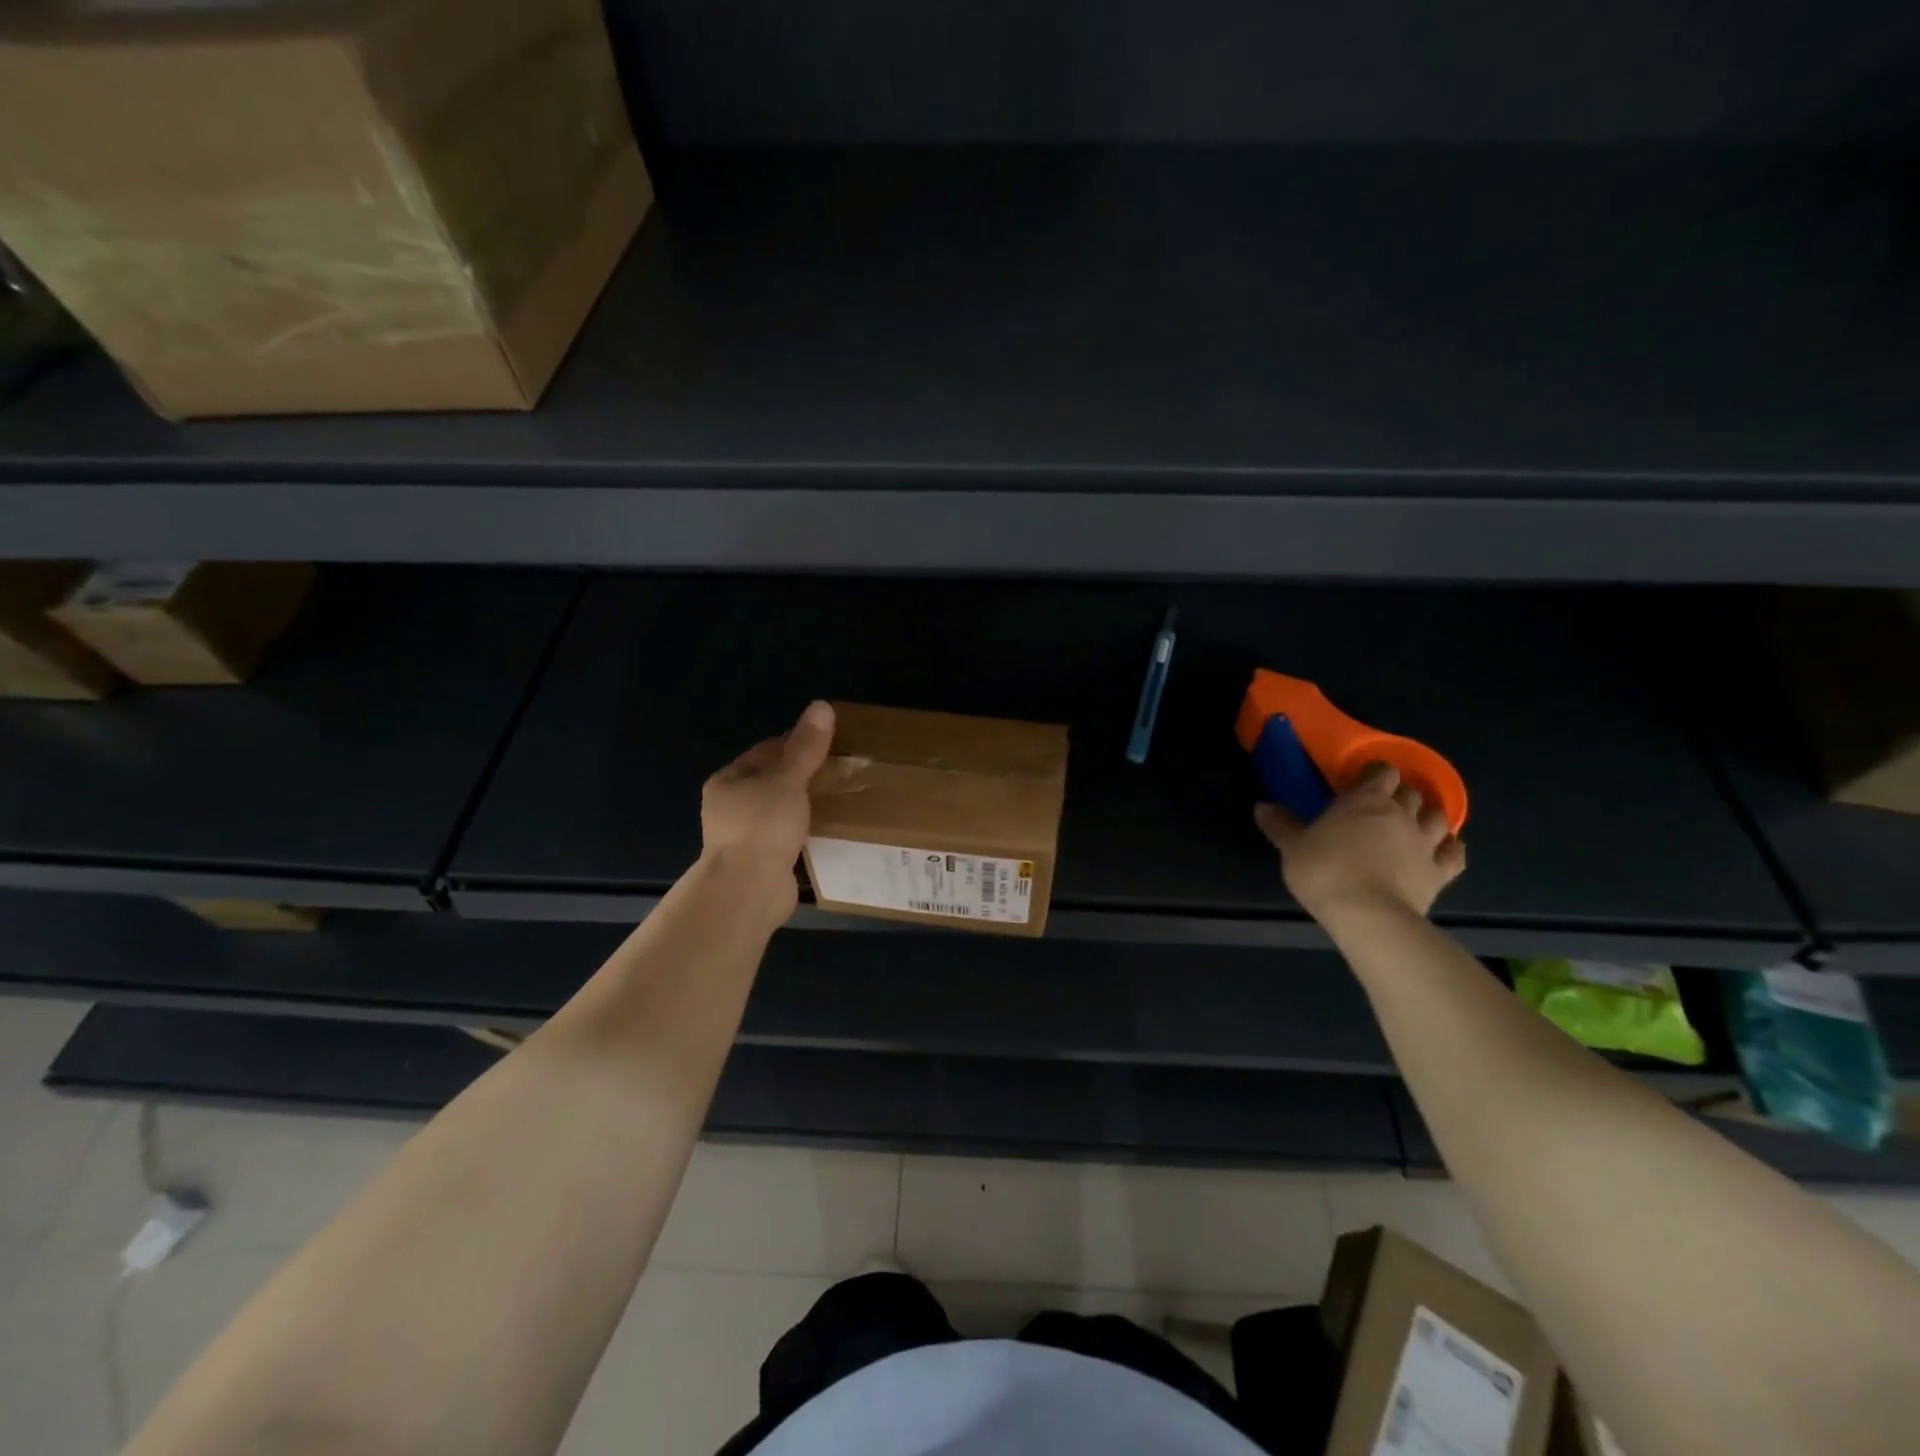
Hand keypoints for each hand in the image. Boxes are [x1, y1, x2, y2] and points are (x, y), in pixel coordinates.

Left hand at [700, 701, 836, 909]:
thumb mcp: (787, 781)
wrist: (748, 891)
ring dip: (804, 807)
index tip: (828, 744)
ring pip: (780, 812)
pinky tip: (829, 832)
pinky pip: (787, 839)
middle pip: (772, 782)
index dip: (795, 744)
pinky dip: (805, 834)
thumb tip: (821, 705)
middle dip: (803, 777)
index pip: (765, 751)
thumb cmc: (762, 827)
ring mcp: (744, 838)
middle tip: (839, 771)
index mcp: (728, 781)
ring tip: (839, 800)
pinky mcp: (761, 863)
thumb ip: (806, 747)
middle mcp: (730, 808)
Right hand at [1254, 762, 1465, 921]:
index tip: (1360, 782)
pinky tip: (1440, 850)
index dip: (1375, 774)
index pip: (1382, 771)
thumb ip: (1280, 825)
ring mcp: (1425, 842)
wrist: (1367, 916)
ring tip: (1413, 825)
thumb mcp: (1292, 847)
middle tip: (1381, 807)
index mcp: (1365, 800)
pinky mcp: (1441, 872)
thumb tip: (1261, 806)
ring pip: (1438, 817)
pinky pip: (1455, 853)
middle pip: (1411, 792)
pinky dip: (1449, 848)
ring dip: (1427, 817)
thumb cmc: (1324, 872)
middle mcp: (1400, 814)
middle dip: (1399, 795)